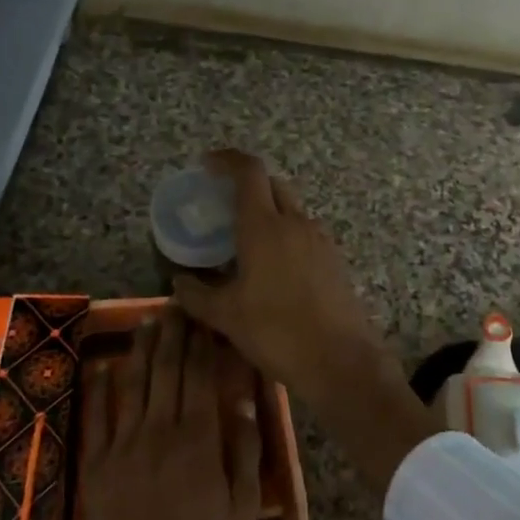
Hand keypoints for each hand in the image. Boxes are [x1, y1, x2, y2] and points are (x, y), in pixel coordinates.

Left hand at [25, 307, 261, 519]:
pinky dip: (103, 388)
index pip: (201, 377)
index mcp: (198, 439)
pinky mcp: (97, 465)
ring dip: (142, 350)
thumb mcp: (242, 509)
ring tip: (148, 321)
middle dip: (174, 335)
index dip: (204, 344)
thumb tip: (243, 402)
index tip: (207, 320)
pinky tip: (107, 366)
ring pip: (134, 385)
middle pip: (167, 371)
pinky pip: (99, 416)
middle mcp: (159, 431)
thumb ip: (245, 451)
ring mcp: (123, 446)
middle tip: (177, 306)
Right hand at [171, 151, 438, 494]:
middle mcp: (295, 223)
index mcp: (264, 227)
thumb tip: (178, 281)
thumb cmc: (276, 332)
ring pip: (291, 209)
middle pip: (273, 185)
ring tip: (246, 240)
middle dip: (248, 184)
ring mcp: (320, 240)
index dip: (227, 159)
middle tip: (224, 203)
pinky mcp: (335, 259)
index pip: (249, 171)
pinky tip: (274, 267)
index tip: (207, 164)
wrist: (340, 360)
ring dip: (269, 211)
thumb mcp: (226, 316)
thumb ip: (197, 294)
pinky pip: (305, 233)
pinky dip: (286, 234)